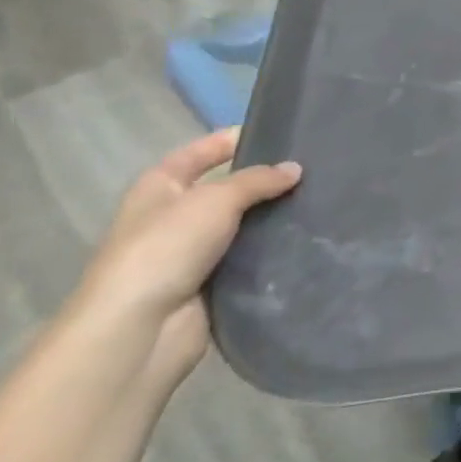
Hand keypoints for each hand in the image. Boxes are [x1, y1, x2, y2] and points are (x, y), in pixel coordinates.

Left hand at [71, 129, 300, 385]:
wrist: (139, 329)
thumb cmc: (166, 248)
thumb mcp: (216, 199)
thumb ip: (258, 180)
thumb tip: (295, 168)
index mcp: (159, 187)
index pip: (199, 153)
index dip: (231, 140)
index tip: (279, 131)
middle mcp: (173, 216)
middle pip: (227, 188)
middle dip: (265, 180)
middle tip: (315, 167)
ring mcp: (191, 252)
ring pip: (242, 224)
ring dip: (273, 217)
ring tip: (321, 199)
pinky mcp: (211, 283)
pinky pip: (249, 257)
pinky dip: (272, 249)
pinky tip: (308, 237)